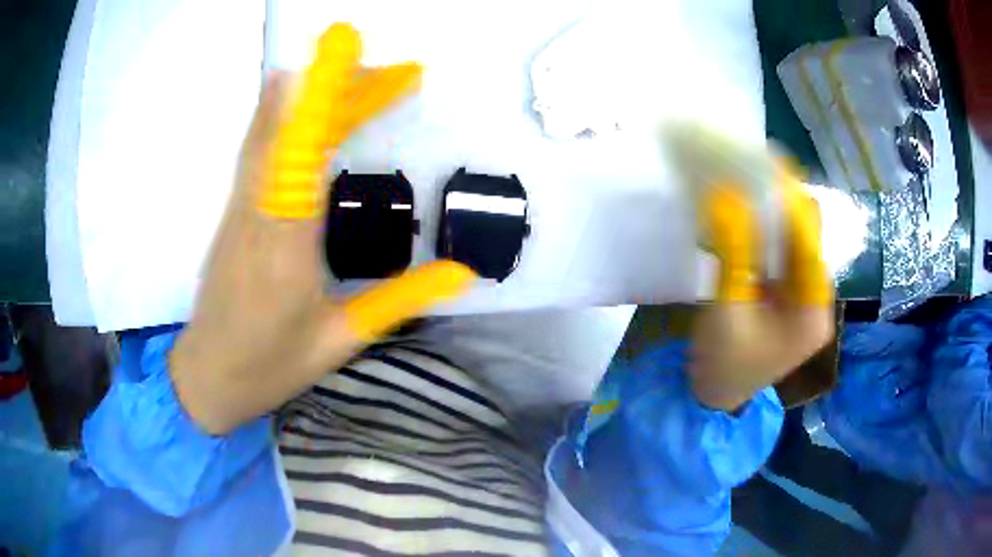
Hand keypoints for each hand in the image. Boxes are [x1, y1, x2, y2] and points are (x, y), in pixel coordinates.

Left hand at [170, 24, 475, 434]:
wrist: (206, 375)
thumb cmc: (270, 366)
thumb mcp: (341, 340)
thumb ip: (401, 299)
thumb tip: (462, 272)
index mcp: (286, 244)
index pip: (305, 148)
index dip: (326, 93)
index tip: (349, 49)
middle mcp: (257, 210)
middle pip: (292, 125)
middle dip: (342, 88)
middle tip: (397, 72)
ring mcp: (240, 205)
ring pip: (271, 129)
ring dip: (315, 95)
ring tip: (363, 81)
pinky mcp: (234, 209)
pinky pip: (261, 147)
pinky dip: (290, 116)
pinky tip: (314, 109)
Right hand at [690, 163, 834, 410]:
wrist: (713, 398)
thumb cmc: (724, 366)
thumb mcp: (728, 310)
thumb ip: (733, 252)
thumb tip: (726, 195)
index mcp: (813, 309)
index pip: (808, 239)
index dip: (788, 199)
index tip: (762, 162)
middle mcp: (815, 296)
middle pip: (806, 233)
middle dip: (782, 197)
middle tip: (751, 164)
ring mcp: (801, 293)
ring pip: (793, 236)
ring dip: (772, 207)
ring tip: (746, 176)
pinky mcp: (784, 291)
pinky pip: (779, 248)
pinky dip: (762, 226)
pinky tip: (743, 208)